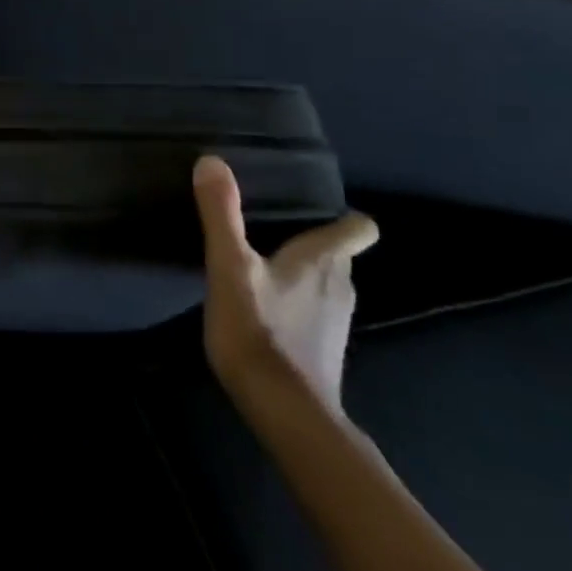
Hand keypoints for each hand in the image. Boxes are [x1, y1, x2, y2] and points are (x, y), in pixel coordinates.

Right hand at [193, 155, 377, 417]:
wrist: (284, 410)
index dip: (343, 217)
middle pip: (338, 254)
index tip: (314, 209)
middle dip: (313, 242)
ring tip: (263, 266)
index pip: (358, 228)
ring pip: (326, 283)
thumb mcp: (229, 265)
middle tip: (272, 230)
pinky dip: (296, 304)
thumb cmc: (258, 329)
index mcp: (323, 261)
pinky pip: (314, 312)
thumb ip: (221, 213)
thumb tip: (212, 160)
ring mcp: (334, 321)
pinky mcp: (322, 349)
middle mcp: (340, 286)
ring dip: (302, 274)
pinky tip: (264, 309)